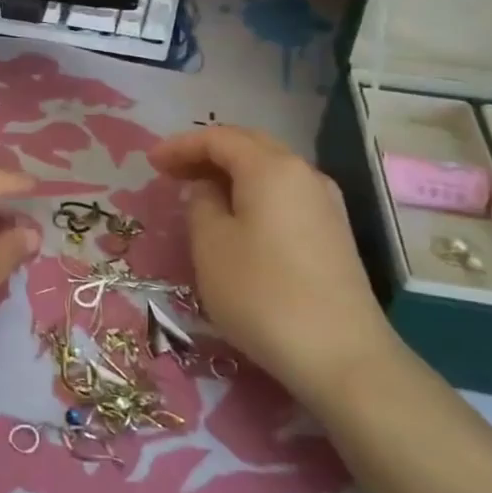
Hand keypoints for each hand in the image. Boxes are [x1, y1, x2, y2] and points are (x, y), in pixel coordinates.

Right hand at [150, 125, 401, 408]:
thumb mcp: (211, 245)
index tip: (150, 162)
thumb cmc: (262, 293)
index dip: (181, 146)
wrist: (341, 354)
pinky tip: (236, 218)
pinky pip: (284, 195)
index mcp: (271, 168)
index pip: (219, 138)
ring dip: (231, 174)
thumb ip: (201, 204)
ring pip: (269, 171)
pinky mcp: (333, 233)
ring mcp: (325, 203)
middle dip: (207, 154)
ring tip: (199, 194)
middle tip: (172, 172)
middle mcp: (304, 174)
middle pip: (249, 146)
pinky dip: (253, 194)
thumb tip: (208, 189)